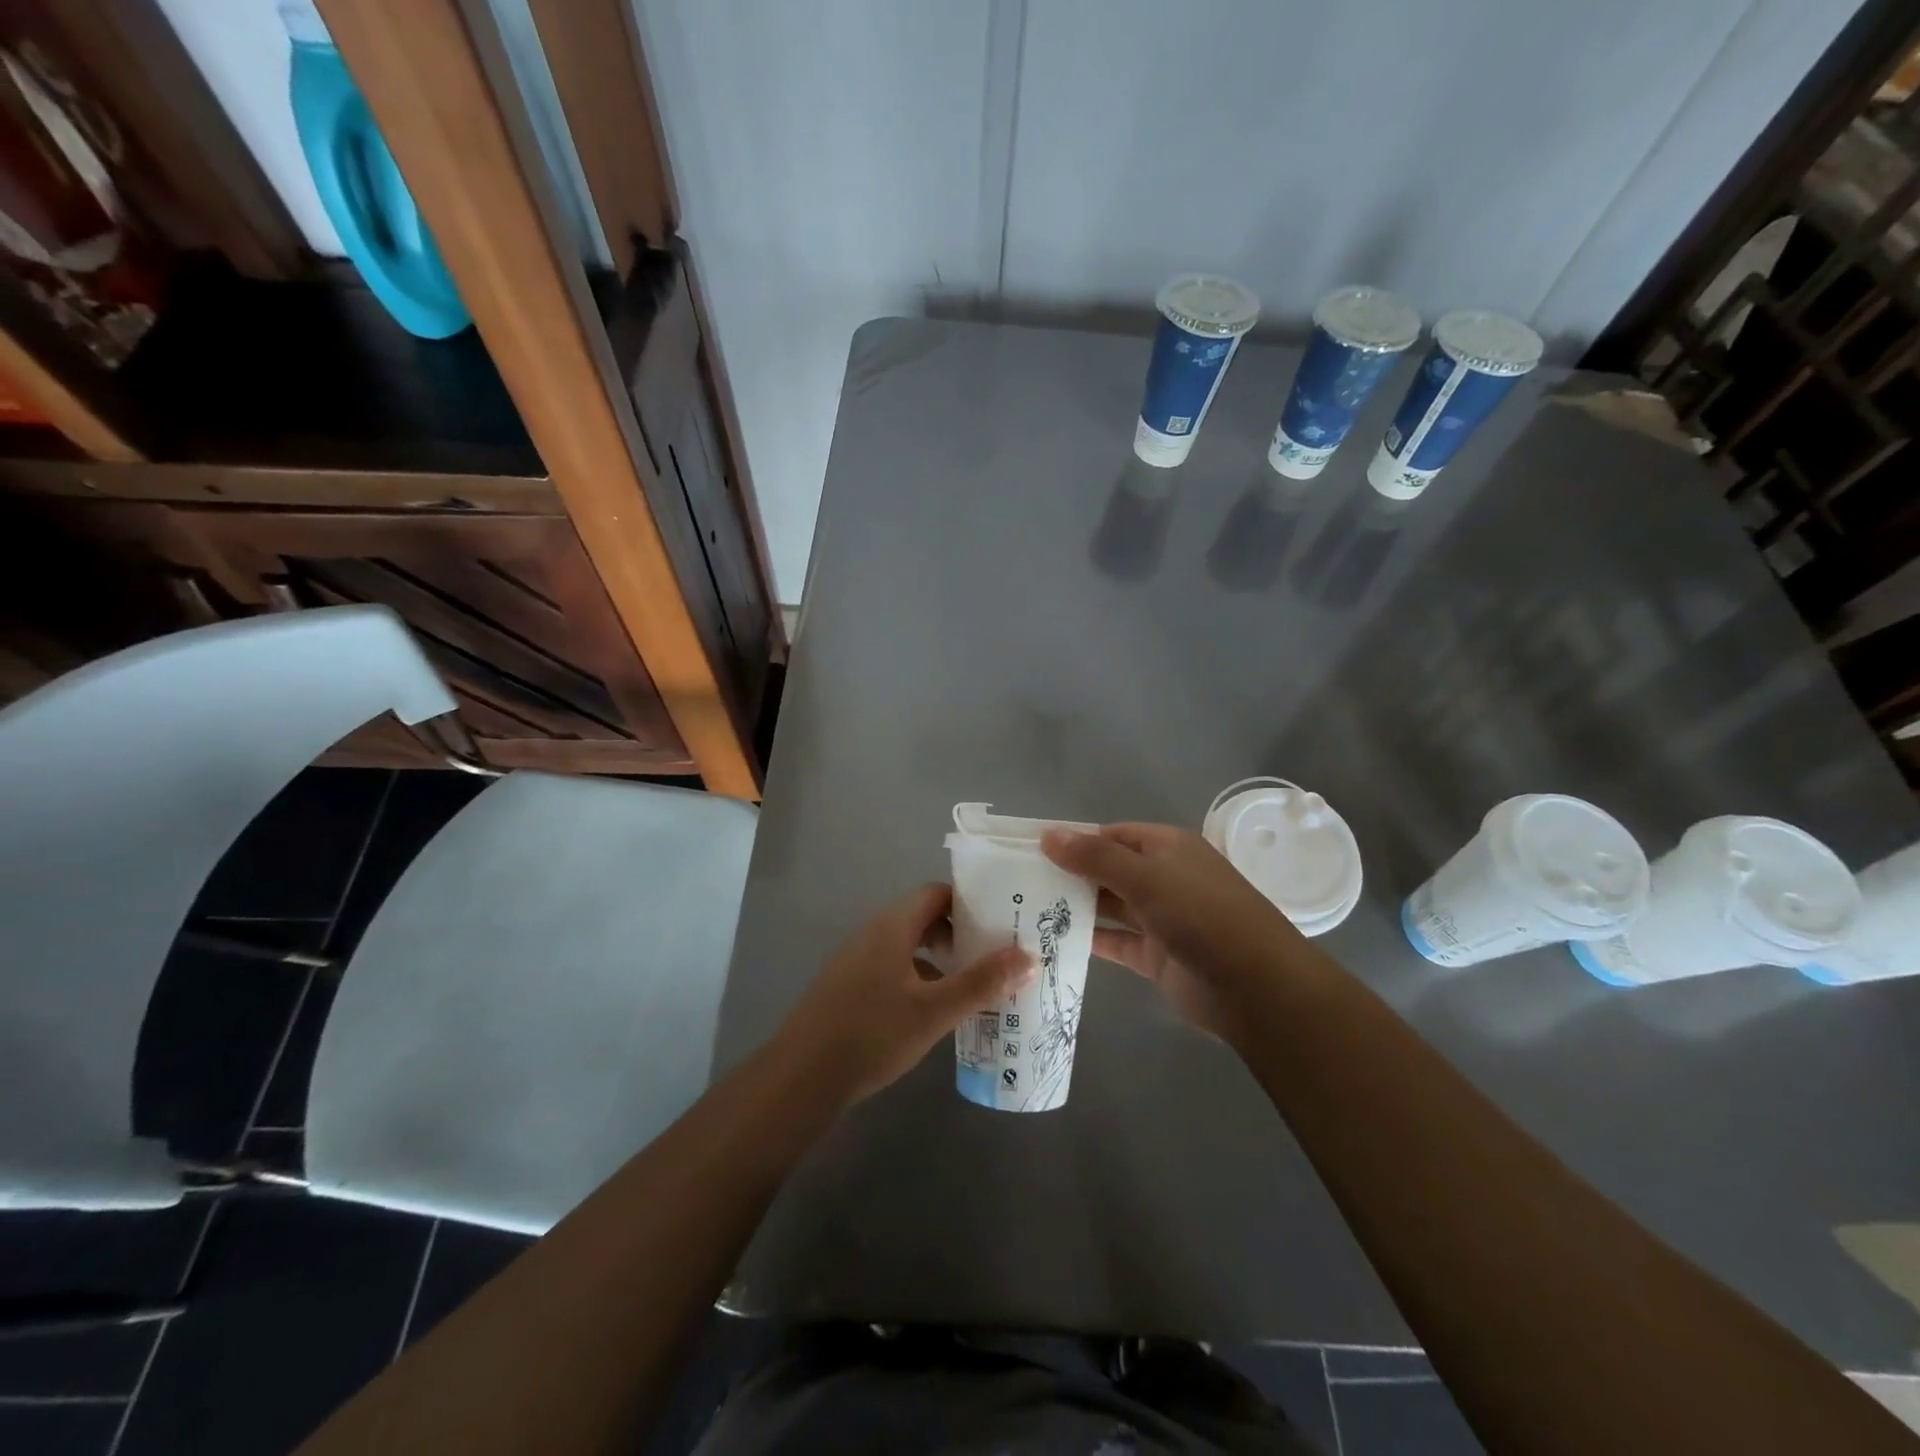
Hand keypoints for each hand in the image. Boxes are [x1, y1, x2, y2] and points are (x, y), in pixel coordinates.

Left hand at [773, 884, 1032, 1104]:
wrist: (801, 1077)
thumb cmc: (871, 1034)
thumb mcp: (934, 1012)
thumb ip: (981, 983)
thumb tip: (1027, 957)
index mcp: (892, 926)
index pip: (936, 893)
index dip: (970, 902)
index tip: (1001, 920)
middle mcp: (872, 933)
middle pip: (923, 918)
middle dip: (960, 933)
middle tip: (994, 955)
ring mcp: (856, 960)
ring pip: (908, 945)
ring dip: (940, 958)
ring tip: (973, 984)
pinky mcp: (848, 986)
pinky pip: (892, 967)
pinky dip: (919, 977)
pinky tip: (934, 1010)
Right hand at [1042, 823, 1298, 1039]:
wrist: (1256, 988)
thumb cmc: (1202, 916)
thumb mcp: (1147, 878)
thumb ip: (1095, 857)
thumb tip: (1048, 835)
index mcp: (1167, 848)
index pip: (1112, 835)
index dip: (1074, 839)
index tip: (1030, 850)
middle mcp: (1163, 879)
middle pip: (1108, 870)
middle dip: (1070, 874)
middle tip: (1018, 882)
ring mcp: (1160, 919)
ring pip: (1110, 907)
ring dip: (1076, 907)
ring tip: (1025, 909)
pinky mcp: (1156, 957)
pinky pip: (1116, 942)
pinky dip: (1089, 940)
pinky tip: (1052, 941)